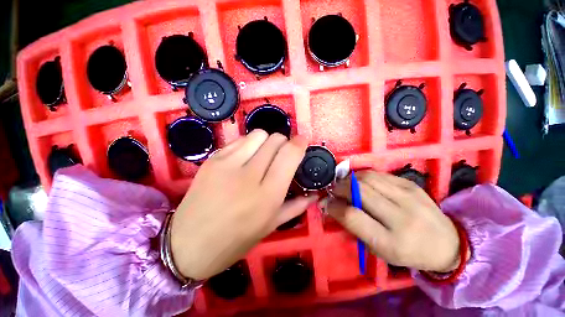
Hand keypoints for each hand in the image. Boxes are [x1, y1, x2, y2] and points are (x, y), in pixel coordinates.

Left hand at [170, 130, 317, 279]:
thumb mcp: (270, 227)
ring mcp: (228, 164)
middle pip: (275, 140)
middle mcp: (249, 175)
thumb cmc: (234, 241)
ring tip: (263, 155)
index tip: (302, 142)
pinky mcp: (213, 159)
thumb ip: (295, 207)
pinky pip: (240, 140)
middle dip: (284, 142)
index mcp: (268, 195)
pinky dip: (249, 143)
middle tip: (281, 154)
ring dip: (266, 141)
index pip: (289, 154)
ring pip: (258, 134)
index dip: (299, 144)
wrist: (187, 245)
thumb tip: (314, 195)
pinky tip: (246, 157)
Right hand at [326, 171, 460, 272]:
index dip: (334, 206)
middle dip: (339, 188)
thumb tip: (332, 205)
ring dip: (349, 179)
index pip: (352, 216)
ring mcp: (409, 196)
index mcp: (391, 242)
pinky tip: (360, 182)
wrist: (446, 243)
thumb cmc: (407, 252)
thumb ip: (354, 227)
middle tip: (333, 190)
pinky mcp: (411, 184)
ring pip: (367, 178)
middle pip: (359, 191)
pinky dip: (362, 176)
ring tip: (345, 185)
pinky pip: (378, 174)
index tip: (326, 203)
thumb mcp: (378, 250)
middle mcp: (401, 217)